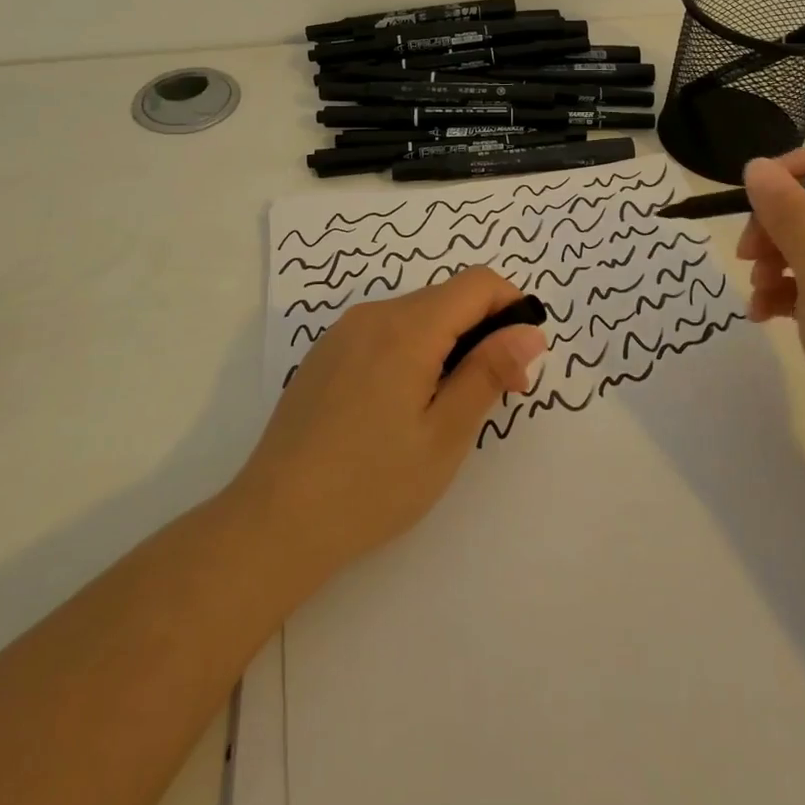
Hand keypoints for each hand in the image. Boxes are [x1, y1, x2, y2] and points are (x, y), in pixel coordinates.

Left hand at [228, 267, 545, 584]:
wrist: (274, 521)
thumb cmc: (371, 485)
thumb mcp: (445, 434)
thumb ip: (489, 372)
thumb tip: (530, 330)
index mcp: (406, 327)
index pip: (478, 283)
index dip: (511, 309)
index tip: (518, 363)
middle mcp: (373, 315)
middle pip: (447, 298)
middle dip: (483, 333)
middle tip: (491, 398)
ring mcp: (343, 332)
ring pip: (416, 316)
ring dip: (447, 345)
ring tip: (444, 410)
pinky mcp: (325, 353)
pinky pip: (384, 333)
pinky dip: (412, 352)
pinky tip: (399, 409)